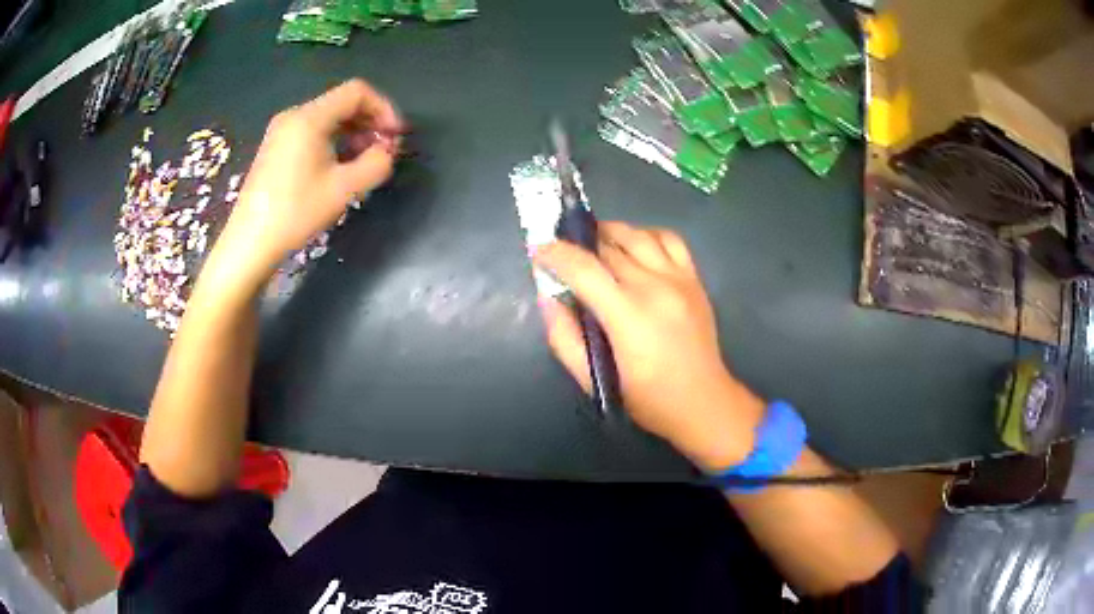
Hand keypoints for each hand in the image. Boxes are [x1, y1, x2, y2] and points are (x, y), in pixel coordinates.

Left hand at [215, 79, 403, 281]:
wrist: (250, 242)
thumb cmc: (296, 212)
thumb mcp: (344, 188)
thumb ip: (376, 163)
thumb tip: (386, 151)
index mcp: (310, 118)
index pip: (356, 92)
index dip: (383, 108)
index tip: (395, 136)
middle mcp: (294, 116)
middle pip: (342, 103)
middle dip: (369, 122)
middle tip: (384, 151)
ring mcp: (281, 131)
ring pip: (328, 118)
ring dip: (353, 133)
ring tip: (364, 162)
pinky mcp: (275, 148)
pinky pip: (312, 132)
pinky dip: (333, 141)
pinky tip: (338, 167)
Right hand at [534, 222, 764, 470]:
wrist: (702, 401)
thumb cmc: (647, 398)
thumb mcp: (595, 379)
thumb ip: (564, 339)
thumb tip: (548, 299)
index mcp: (628, 315)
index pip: (584, 269)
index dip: (555, 254)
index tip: (538, 251)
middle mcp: (654, 287)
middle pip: (608, 248)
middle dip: (579, 245)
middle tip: (563, 253)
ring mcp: (678, 279)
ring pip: (637, 236)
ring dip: (610, 233)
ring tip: (595, 242)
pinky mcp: (694, 279)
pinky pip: (669, 239)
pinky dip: (646, 235)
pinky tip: (635, 246)